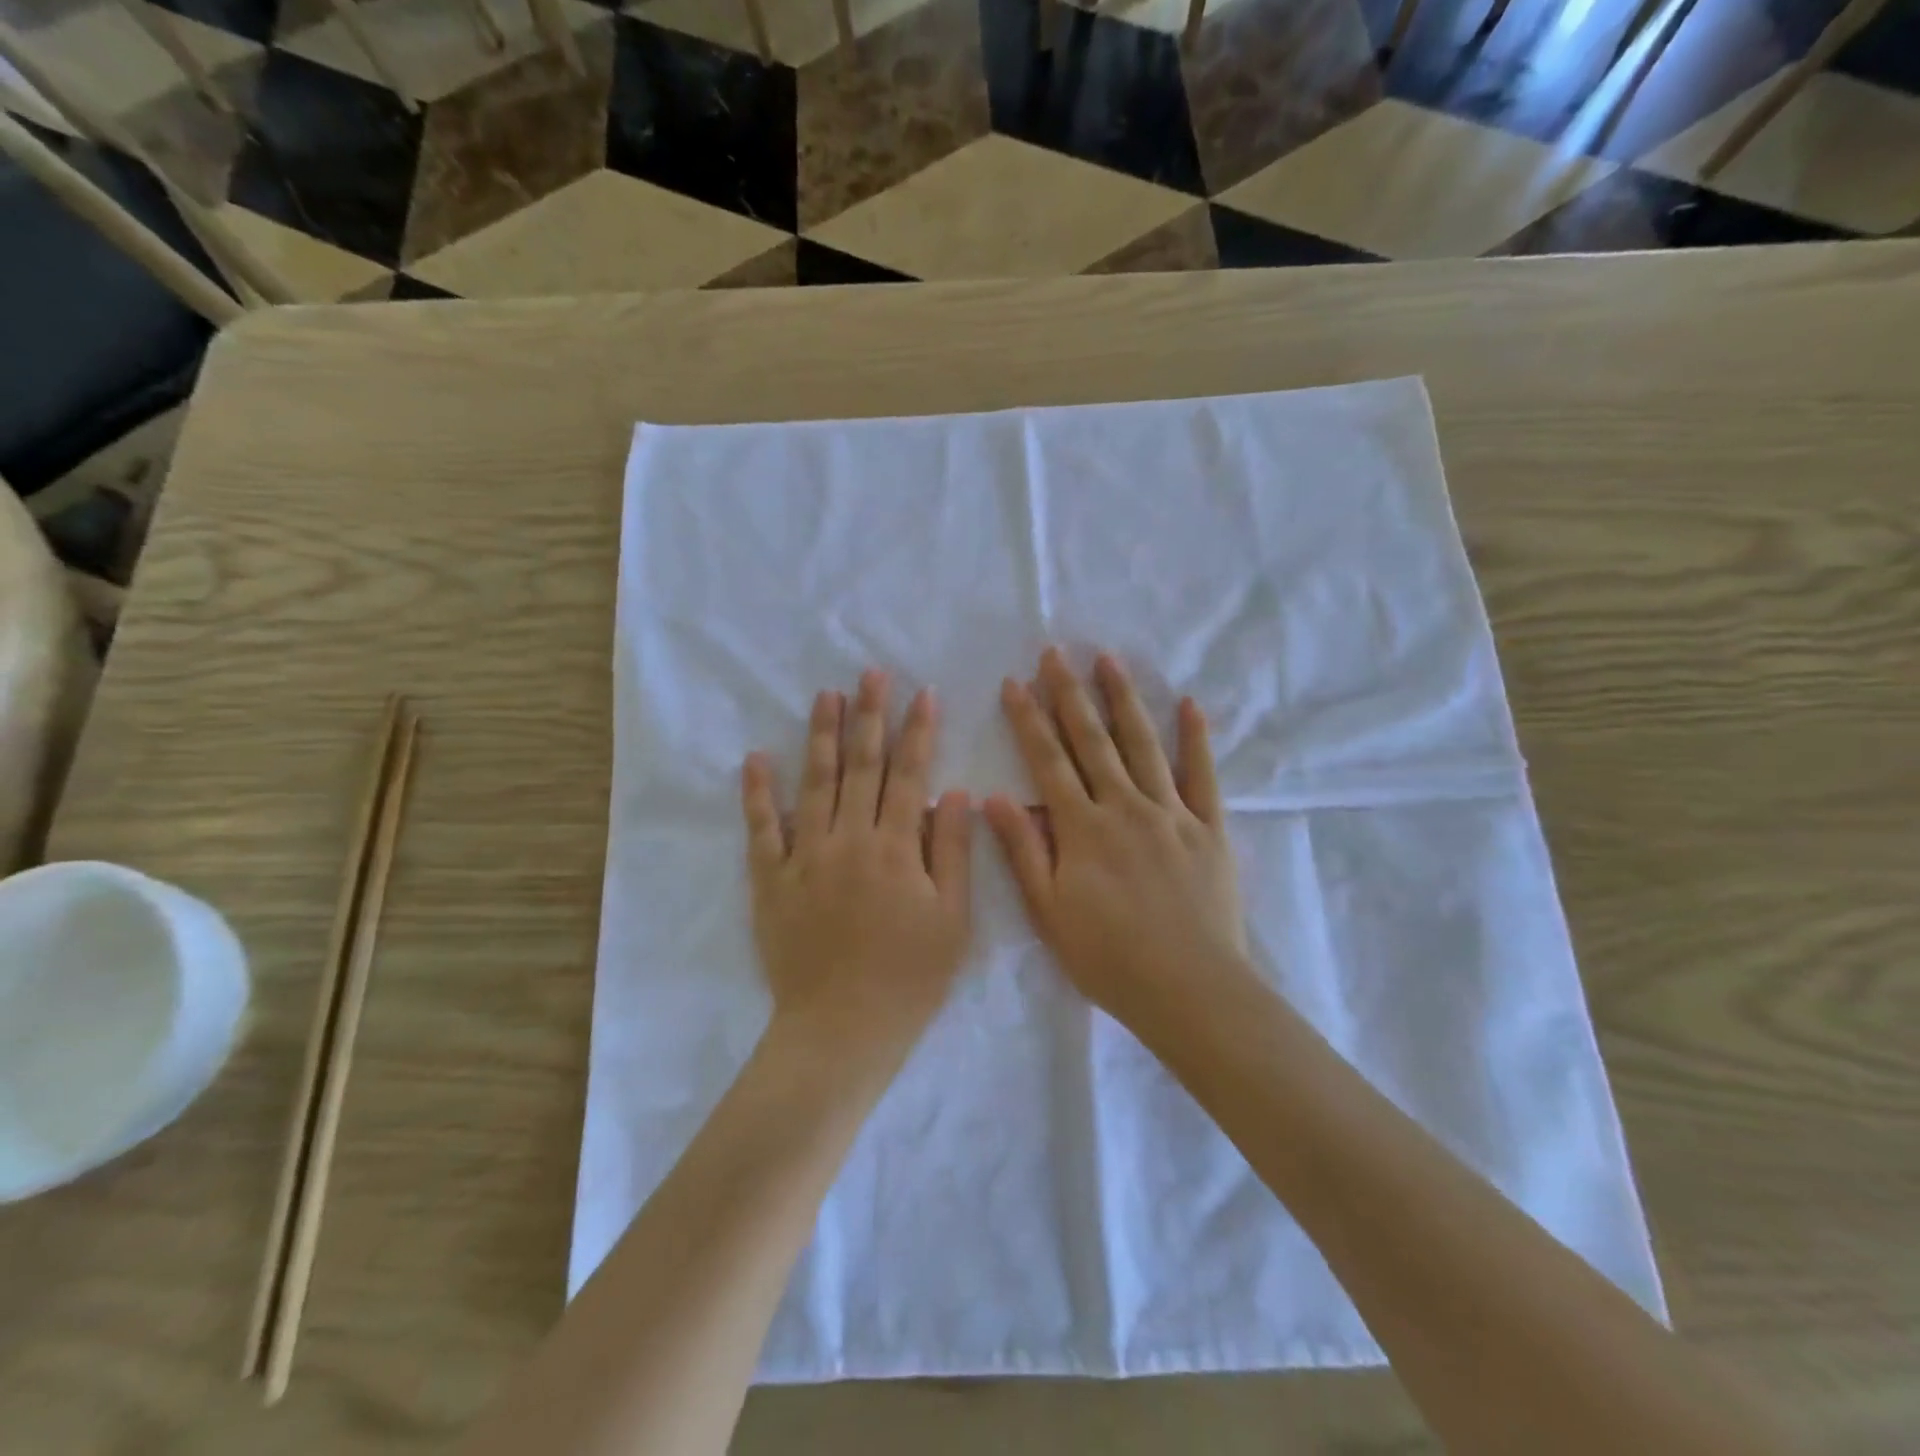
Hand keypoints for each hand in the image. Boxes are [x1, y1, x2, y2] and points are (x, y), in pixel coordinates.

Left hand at [741, 670, 972, 1051]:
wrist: (841, 1030)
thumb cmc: (909, 978)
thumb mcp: (953, 920)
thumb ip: (953, 852)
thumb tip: (957, 792)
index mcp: (896, 848)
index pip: (910, 775)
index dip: (918, 731)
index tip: (923, 693)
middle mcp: (850, 839)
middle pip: (862, 766)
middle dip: (869, 716)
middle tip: (871, 674)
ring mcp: (805, 856)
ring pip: (815, 783)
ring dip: (821, 736)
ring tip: (826, 696)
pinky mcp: (771, 880)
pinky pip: (762, 828)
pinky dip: (758, 792)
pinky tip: (756, 758)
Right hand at [985, 649, 1250, 1032]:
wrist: (1188, 989)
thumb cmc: (1108, 957)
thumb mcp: (1048, 911)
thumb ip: (1023, 850)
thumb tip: (994, 796)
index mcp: (1082, 828)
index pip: (1048, 760)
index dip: (1030, 719)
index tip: (1015, 682)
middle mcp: (1124, 806)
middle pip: (1092, 740)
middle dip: (1070, 693)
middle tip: (1056, 653)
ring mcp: (1171, 813)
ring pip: (1143, 744)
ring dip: (1123, 699)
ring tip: (1109, 660)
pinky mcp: (1209, 828)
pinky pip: (1203, 774)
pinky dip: (1196, 738)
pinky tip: (1189, 705)